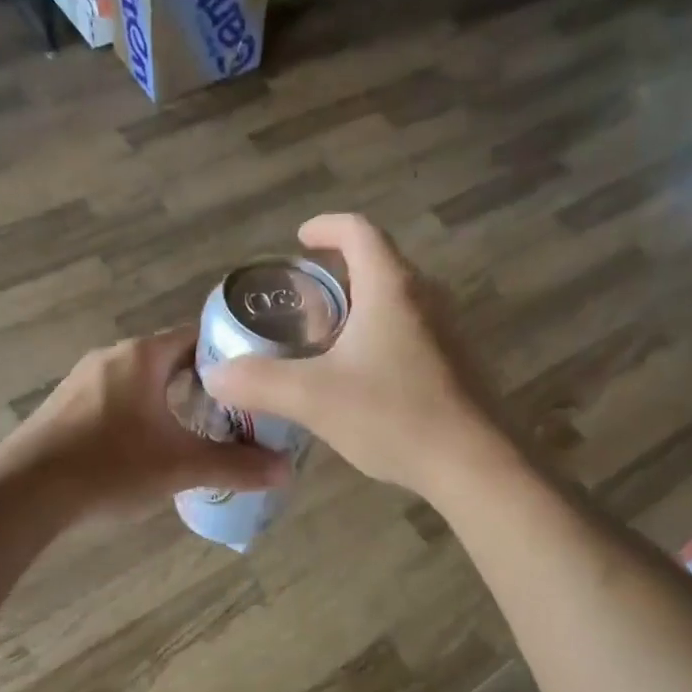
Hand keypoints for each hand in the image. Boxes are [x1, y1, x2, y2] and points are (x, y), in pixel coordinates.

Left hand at [3, 328, 287, 515]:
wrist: (23, 493)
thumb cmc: (109, 466)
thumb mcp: (179, 467)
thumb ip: (235, 465)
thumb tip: (286, 471)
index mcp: (142, 355)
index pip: (197, 336)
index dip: (230, 353)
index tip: (256, 377)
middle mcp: (112, 356)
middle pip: (171, 357)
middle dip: (204, 381)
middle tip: (236, 409)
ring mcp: (83, 379)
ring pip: (142, 379)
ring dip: (170, 398)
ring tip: (199, 428)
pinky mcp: (66, 405)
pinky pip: (117, 396)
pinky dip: (141, 411)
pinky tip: (149, 445)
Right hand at [205, 214, 511, 498]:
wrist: (475, 464)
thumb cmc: (394, 415)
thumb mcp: (313, 398)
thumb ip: (259, 382)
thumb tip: (216, 374)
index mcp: (391, 287)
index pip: (358, 231)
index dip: (326, 226)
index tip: (300, 239)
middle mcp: (425, 296)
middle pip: (379, 263)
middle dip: (338, 272)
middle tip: (303, 298)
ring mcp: (448, 330)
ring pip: (396, 299)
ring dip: (361, 306)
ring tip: (326, 337)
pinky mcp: (458, 362)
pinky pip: (412, 330)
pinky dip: (381, 334)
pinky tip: (362, 377)